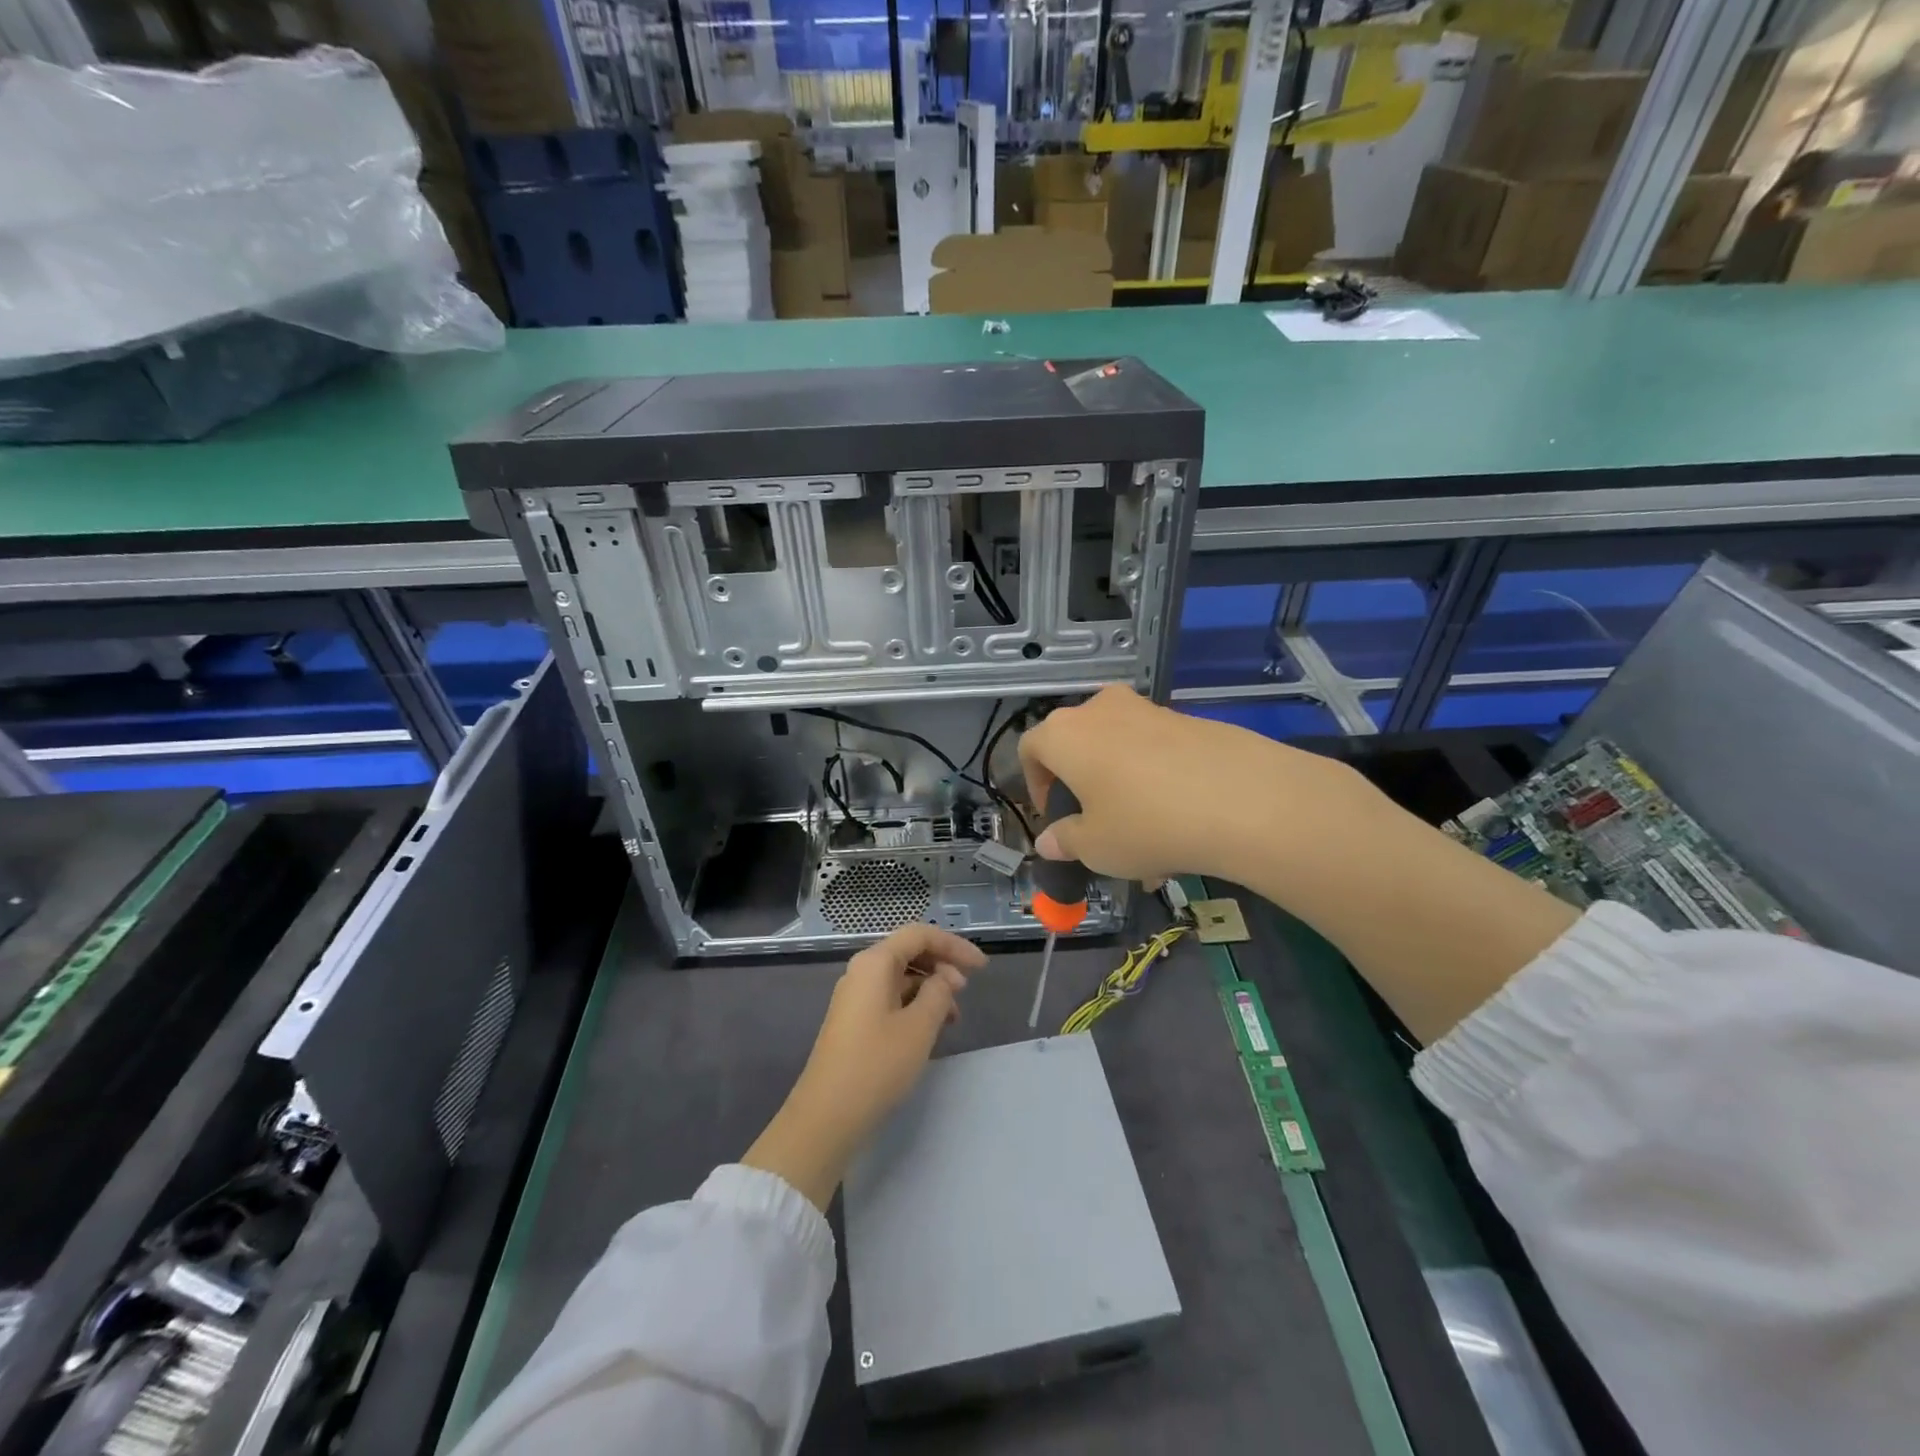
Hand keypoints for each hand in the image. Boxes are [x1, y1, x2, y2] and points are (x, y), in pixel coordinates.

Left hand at [742, 925, 984, 1209]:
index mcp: (875, 962)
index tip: (982, 967)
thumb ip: (939, 993)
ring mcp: (855, 996)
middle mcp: (862, 971)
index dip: (954, 945)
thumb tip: (944, 978)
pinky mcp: (854, 1020)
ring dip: (930, 987)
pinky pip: (891, 996)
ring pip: (901, 976)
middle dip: (942, 965)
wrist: (827, 1116)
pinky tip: (930, 1028)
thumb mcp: (920, 1027)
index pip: (920, 935)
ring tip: (953, 1016)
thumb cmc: (877, 1065)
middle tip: (966, 991)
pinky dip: (914, 1004)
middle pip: (909, 952)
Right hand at [1017, 684, 1348, 885]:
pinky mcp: (1187, 718)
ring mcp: (1146, 709)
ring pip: (1118, 749)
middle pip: (1075, 744)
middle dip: (1079, 785)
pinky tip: (1179, 822)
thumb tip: (1050, 841)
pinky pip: (1155, 750)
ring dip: (1120, 786)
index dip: (1034, 784)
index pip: (1029, 749)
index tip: (1052, 816)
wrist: (1243, 798)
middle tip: (1095, 824)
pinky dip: (1154, 779)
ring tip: (1143, 837)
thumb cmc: (1146, 823)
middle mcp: (1099, 710)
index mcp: (1064, 734)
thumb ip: (1064, 841)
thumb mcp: (1095, 847)